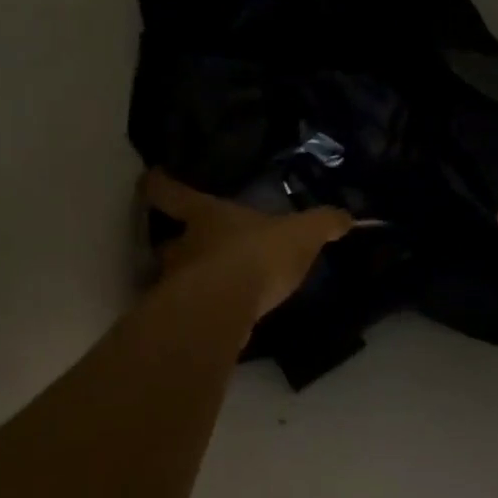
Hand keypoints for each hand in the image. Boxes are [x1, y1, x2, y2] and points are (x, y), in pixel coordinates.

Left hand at [143, 170, 355, 320]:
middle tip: (193, 247)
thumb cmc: (256, 255)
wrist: (226, 309)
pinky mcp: (183, 319)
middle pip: (166, 241)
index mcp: (204, 216)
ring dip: (189, 281)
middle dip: (177, 244)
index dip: (159, 183)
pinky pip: (191, 310)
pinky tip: (222, 318)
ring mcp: (176, 284)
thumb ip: (322, 223)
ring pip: (175, 278)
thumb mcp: (301, 234)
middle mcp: (182, 247)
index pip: (168, 192)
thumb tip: (346, 217)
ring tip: (213, 288)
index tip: (151, 179)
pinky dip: (202, 311)